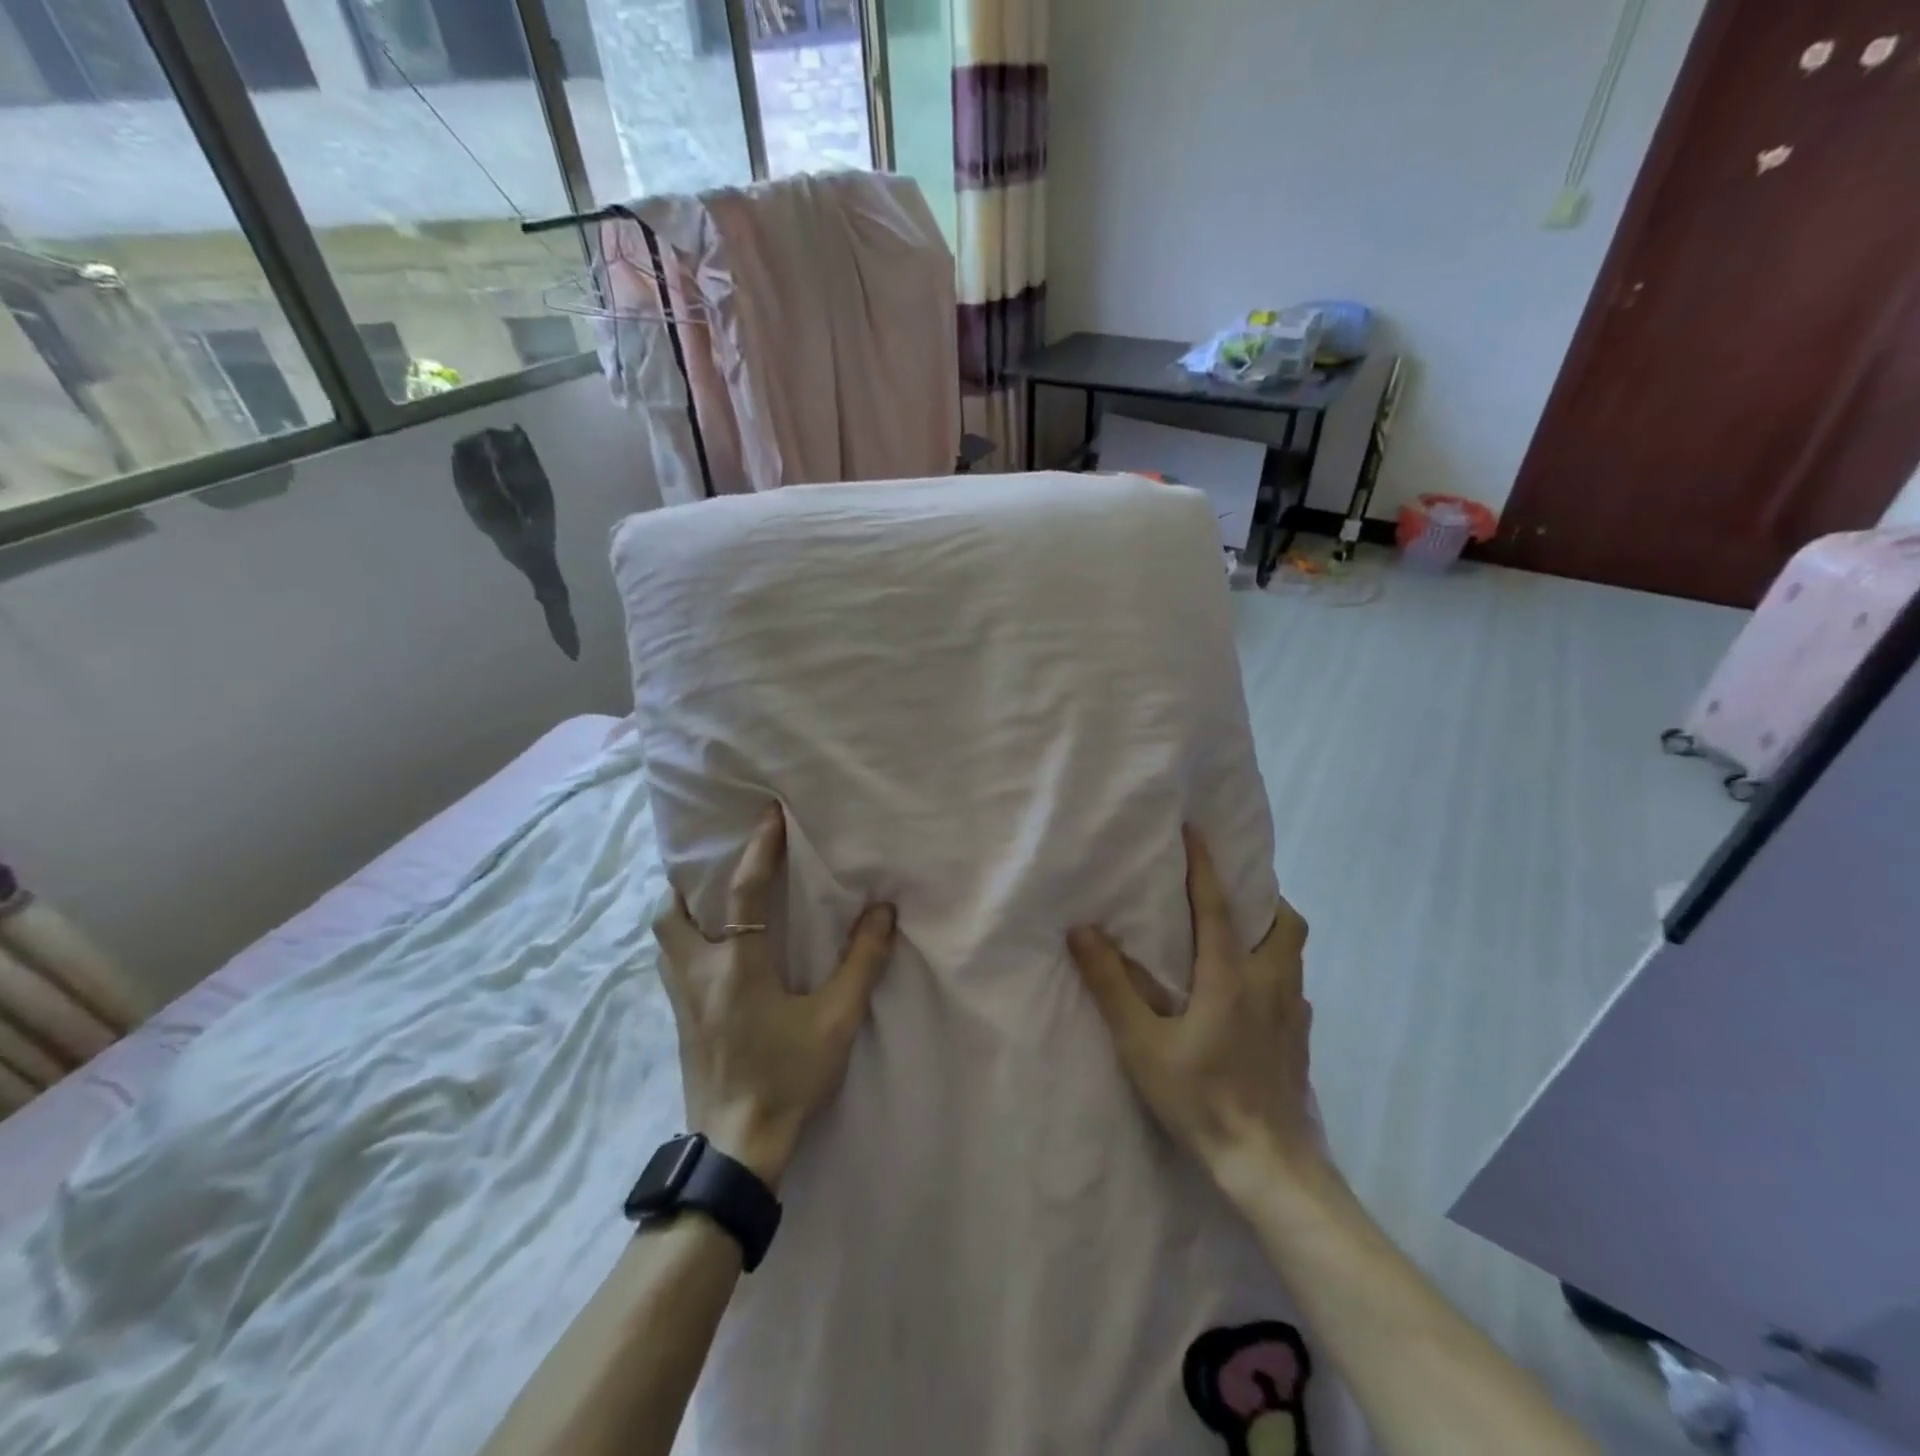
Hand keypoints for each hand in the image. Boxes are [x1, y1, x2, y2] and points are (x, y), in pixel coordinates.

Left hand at [652, 804, 896, 1188]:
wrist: (737, 1147)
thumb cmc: (788, 1077)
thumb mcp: (835, 1019)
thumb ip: (861, 962)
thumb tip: (882, 911)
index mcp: (738, 966)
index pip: (744, 892)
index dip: (759, 849)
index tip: (769, 815)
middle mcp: (700, 973)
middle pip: (671, 913)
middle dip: (688, 882)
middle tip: (716, 865)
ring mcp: (682, 1000)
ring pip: (664, 940)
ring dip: (680, 912)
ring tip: (708, 903)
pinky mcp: (680, 1023)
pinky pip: (671, 965)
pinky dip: (684, 942)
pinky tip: (712, 954)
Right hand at [1067, 826, 1324, 1206]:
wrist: (1266, 1163)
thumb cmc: (1199, 1097)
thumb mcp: (1142, 1043)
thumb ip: (1111, 984)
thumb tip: (1082, 930)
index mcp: (1230, 975)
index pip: (1218, 904)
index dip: (1205, 864)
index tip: (1195, 829)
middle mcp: (1269, 982)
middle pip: (1283, 921)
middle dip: (1261, 896)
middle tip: (1229, 894)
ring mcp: (1292, 1012)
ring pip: (1293, 952)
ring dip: (1271, 930)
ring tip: (1238, 936)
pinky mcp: (1300, 1039)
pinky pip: (1293, 985)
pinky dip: (1274, 970)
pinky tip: (1250, 994)